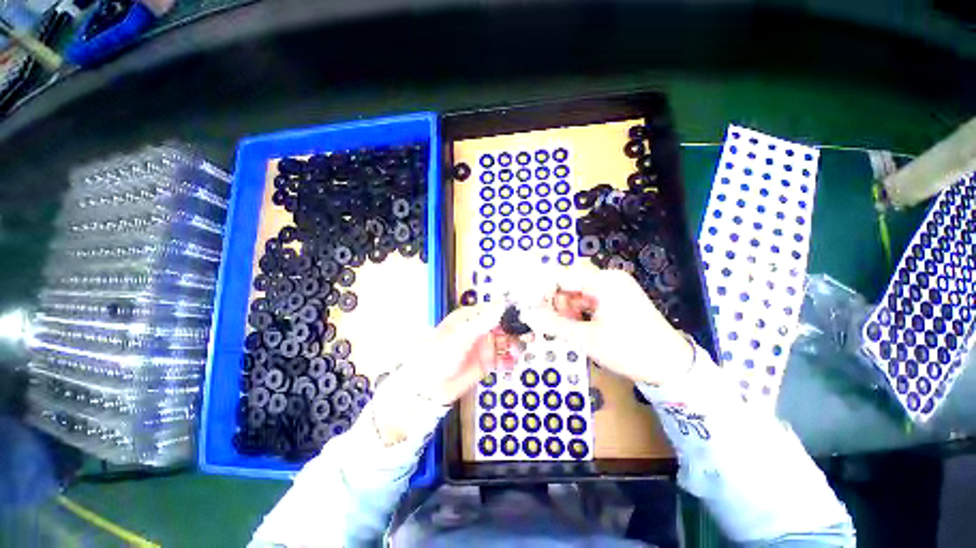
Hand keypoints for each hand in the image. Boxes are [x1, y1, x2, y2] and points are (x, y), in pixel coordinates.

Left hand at [408, 303, 525, 405]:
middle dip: (517, 331)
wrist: (428, 385)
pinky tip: (510, 364)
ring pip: (507, 342)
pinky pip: (503, 359)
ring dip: (515, 346)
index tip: (525, 318)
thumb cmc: (439, 354)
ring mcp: (484, 346)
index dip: (511, 313)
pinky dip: (510, 361)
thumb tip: (502, 305)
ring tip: (517, 353)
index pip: (496, 310)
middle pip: (505, 326)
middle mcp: (480, 329)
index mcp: (472, 317)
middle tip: (528, 337)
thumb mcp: (461, 335)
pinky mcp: (486, 362)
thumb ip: (483, 320)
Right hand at [520, 268, 693, 386]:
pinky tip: (575, 325)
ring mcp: (615, 287)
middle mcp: (609, 278)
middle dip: (554, 302)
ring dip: (566, 308)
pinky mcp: (617, 298)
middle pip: (569, 283)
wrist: (671, 366)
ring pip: (577, 291)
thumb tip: (527, 314)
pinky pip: (589, 298)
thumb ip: (553, 324)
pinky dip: (578, 310)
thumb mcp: (586, 338)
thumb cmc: (628, 350)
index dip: (541, 290)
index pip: (561, 276)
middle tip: (545, 322)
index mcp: (603, 282)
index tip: (528, 306)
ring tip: (562, 327)